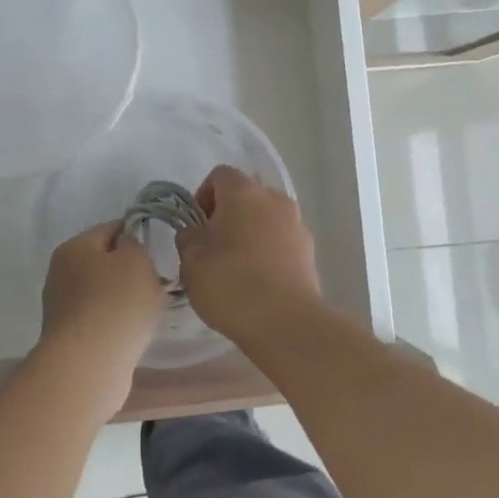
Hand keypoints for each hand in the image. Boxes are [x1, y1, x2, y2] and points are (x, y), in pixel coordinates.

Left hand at [39, 221, 165, 412]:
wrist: (88, 366)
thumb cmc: (116, 304)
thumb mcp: (136, 260)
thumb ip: (135, 245)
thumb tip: (125, 250)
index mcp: (74, 247)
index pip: (110, 228)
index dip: (136, 236)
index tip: (157, 252)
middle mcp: (61, 273)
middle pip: (104, 262)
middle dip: (130, 271)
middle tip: (155, 284)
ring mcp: (62, 307)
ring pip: (103, 292)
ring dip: (124, 299)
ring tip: (146, 313)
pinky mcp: (69, 337)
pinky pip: (100, 319)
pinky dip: (116, 322)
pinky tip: (132, 333)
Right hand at [175, 165, 319, 341]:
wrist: (285, 322)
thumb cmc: (231, 284)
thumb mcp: (192, 262)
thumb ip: (188, 239)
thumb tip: (194, 232)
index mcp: (243, 193)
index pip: (220, 175)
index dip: (204, 195)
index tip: (197, 225)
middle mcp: (274, 199)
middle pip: (247, 194)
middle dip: (229, 214)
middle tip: (213, 246)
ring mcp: (297, 225)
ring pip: (267, 218)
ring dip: (251, 232)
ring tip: (237, 267)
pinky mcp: (310, 251)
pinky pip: (282, 240)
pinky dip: (269, 251)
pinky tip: (258, 281)